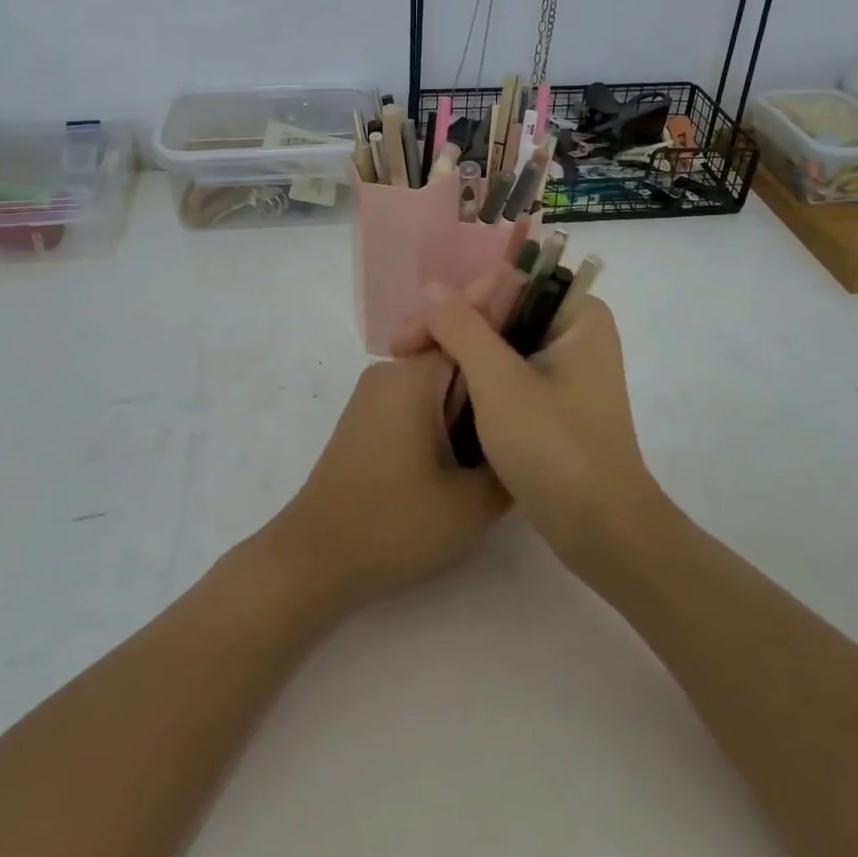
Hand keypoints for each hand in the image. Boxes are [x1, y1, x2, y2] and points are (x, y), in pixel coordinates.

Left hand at [267, 274, 521, 613]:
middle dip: (494, 355)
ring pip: (439, 376)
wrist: (314, 560)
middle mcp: (391, 373)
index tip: (540, 296)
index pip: (469, 326)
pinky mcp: (369, 419)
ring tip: (519, 404)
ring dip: (474, 387)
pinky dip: (450, 406)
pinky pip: (420, 397)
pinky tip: (477, 436)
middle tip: (543, 367)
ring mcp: (376, 396)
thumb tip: (531, 440)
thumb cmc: (393, 526)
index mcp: (414, 377)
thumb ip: (510, 465)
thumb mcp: (470, 505)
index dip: (508, 313)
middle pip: (455, 349)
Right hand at [396, 285, 664, 583]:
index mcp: (579, 315)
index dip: (451, 303)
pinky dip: (476, 377)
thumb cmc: (554, 447)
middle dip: (450, 327)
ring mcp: (570, 370)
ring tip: (410, 364)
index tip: (408, 335)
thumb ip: (463, 328)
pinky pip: (510, 372)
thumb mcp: (499, 382)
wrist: (603, 532)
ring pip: (502, 343)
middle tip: (400, 351)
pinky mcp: (559, 402)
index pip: (504, 284)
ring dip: (458, 352)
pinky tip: (443, 386)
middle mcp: (578, 333)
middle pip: (501, 311)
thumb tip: (431, 288)